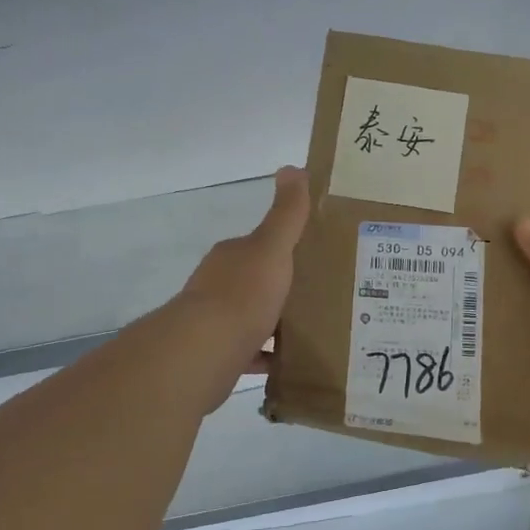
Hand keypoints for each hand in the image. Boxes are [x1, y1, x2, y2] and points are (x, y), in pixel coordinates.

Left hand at [174, 167, 309, 405]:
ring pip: (252, 317)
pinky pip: (250, 352)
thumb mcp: (272, 247)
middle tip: (324, 295)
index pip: (260, 247)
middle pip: (256, 282)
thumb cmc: (243, 294)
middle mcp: (218, 285)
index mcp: (232, 257)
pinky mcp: (218, 354)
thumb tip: (293, 167)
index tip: (316, 259)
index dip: (285, 250)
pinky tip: (292, 361)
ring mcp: (215, 321)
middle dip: (283, 288)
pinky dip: (269, 356)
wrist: (206, 349)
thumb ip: (286, 214)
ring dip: (276, 322)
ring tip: (315, 329)